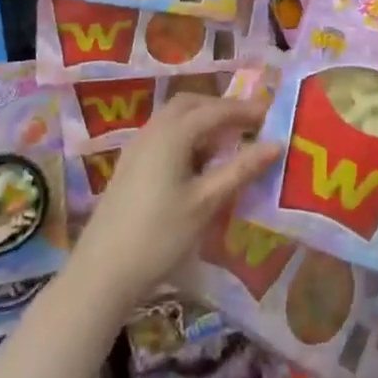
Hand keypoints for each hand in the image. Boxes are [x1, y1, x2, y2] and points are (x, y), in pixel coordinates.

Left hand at [71, 92, 281, 308]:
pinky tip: (197, 161)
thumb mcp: (206, 203)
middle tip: (248, 123)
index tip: (271, 114)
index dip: (245, 110)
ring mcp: (137, 147)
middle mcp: (153, 130)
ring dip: (202, 120)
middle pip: (191, 104)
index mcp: (173, 134)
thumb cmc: (159, 235)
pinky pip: (163, 133)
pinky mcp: (130, 165)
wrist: (101, 273)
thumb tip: (275, 144)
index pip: (216, 110)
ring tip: (227, 141)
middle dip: (221, 108)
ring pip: (174, 118)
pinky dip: (186, 134)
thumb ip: (241, 170)